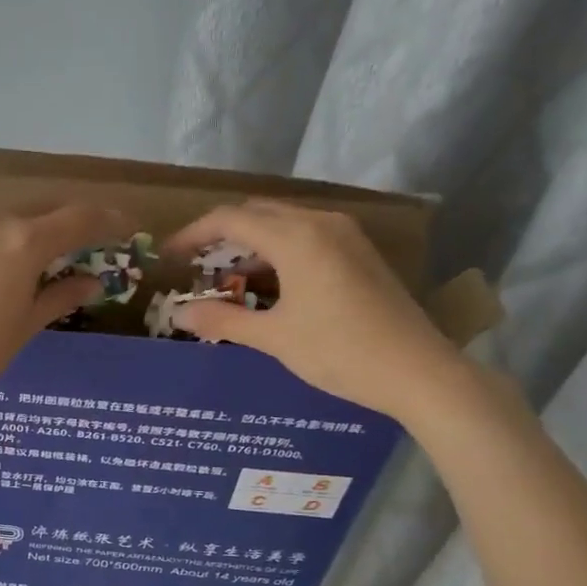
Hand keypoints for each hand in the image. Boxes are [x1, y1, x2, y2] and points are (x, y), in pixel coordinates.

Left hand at [0, 204, 135, 414]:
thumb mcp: (24, 328)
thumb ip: (60, 296)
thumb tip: (92, 282)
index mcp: (23, 242)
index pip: (78, 218)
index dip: (106, 220)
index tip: (122, 225)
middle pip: (31, 214)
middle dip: (47, 234)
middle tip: (52, 259)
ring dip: (1, 239)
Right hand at [166, 201, 464, 421]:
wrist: (418, 371)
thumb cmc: (340, 352)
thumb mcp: (274, 338)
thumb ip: (223, 320)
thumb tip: (179, 316)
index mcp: (296, 237)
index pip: (230, 219)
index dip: (193, 234)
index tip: (168, 255)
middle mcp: (320, 223)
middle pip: (257, 213)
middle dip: (219, 235)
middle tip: (192, 264)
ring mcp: (345, 236)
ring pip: (283, 224)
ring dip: (249, 244)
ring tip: (223, 278)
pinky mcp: (359, 253)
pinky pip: (305, 238)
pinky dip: (276, 253)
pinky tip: (266, 285)